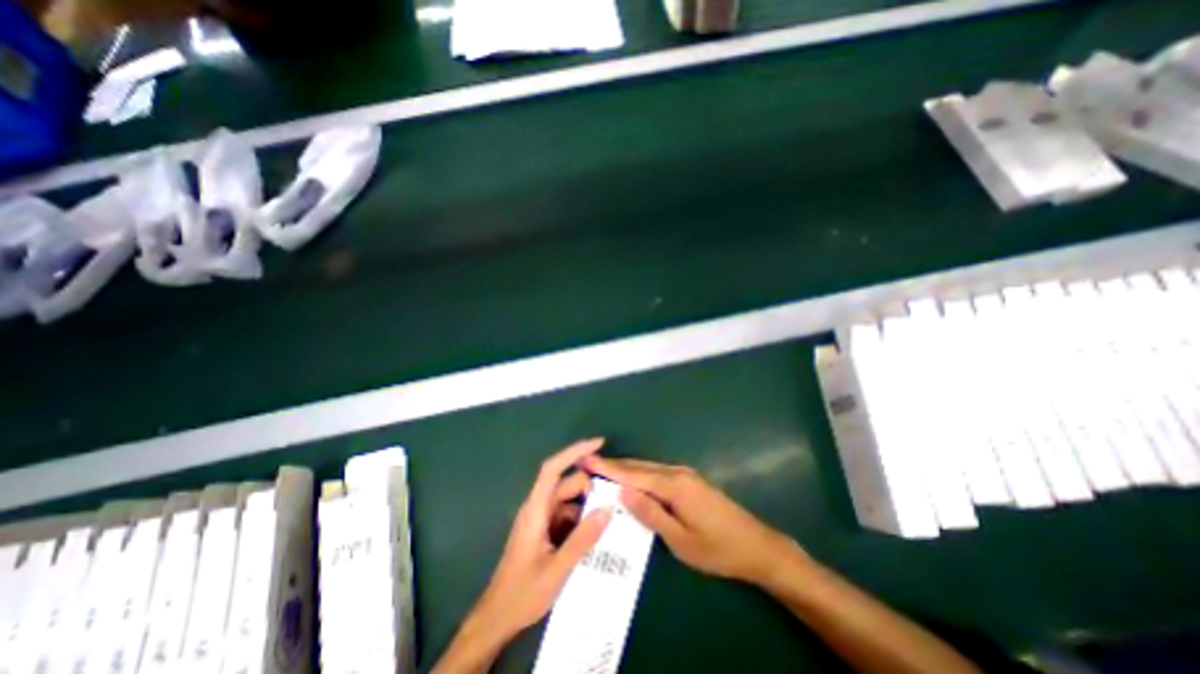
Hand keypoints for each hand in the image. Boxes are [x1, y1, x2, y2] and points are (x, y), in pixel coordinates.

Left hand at [464, 441, 610, 644]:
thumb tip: (608, 509)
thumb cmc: (522, 593)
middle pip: (566, 484)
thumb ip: (583, 538)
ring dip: (586, 507)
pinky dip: (581, 520)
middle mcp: (538, 507)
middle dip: (589, 488)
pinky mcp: (544, 531)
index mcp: (535, 509)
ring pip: (569, 500)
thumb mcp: (558, 568)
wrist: (497, 619)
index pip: (553, 468)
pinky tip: (594, 537)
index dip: (574, 451)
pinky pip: (567, 515)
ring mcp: (541, 519)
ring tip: (608, 524)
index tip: (599, 443)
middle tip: (613, 504)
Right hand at [585, 455, 805, 587]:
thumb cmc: (718, 549)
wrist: (757, 546)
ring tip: (603, 471)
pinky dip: (640, 475)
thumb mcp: (680, 540)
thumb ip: (650, 514)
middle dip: (614, 465)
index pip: (633, 474)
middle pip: (639, 466)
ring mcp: (685, 475)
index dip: (608, 468)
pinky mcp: (689, 481)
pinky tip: (632, 481)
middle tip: (589, 463)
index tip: (587, 459)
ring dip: (626, 469)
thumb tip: (623, 491)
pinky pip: (658, 474)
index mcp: (673, 486)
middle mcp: (677, 473)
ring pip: (648, 468)